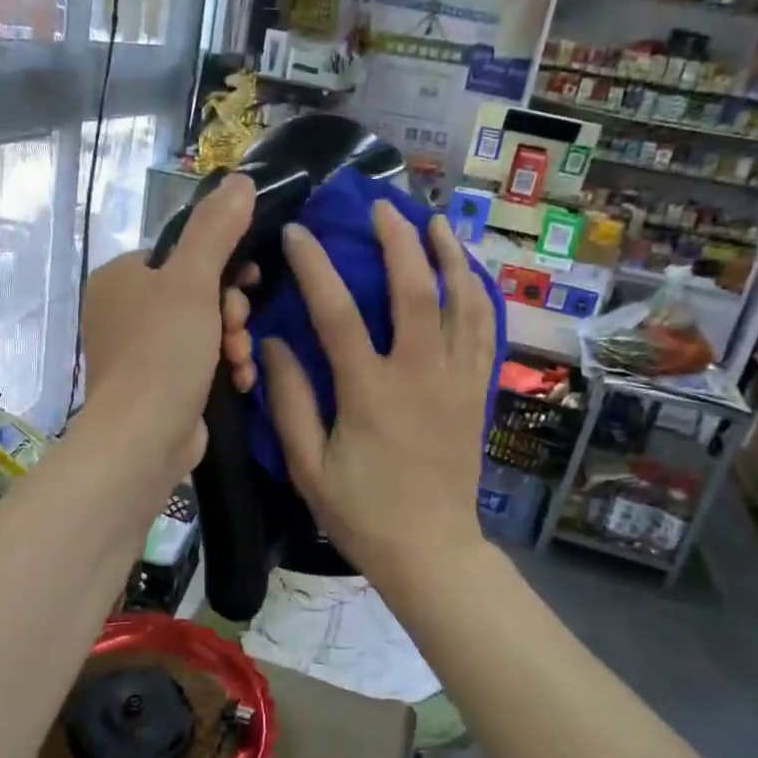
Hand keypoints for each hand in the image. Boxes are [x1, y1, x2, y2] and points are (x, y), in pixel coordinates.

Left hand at [79, 174, 256, 482]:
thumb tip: (240, 178)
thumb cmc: (163, 351)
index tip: (247, 284)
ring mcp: (139, 351)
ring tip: (239, 360)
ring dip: (233, 341)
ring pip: (204, 328)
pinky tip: (239, 381)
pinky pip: (199, 361)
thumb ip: (217, 228)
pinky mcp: (156, 385)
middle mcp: (124, 310)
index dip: (224, 265)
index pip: (184, 254)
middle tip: (237, 327)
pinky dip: (222, 368)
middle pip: (198, 292)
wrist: (143, 439)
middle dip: (230, 311)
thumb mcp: (193, 280)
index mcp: (122, 277)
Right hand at [261, 202, 496, 591]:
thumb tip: (272, 344)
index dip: (315, 266)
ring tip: (433, 221)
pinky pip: (485, 330)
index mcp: (370, 393)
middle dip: (398, 239)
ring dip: (448, 255)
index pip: (338, 312)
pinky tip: (467, 272)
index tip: (299, 233)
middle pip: (415, 289)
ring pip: (462, 301)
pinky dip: (477, 293)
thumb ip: (290, 400)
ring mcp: (457, 381)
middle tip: (381, 206)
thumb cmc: (362, 513)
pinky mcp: (477, 392)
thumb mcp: (308, 465)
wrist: (431, 551)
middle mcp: (420, 375)